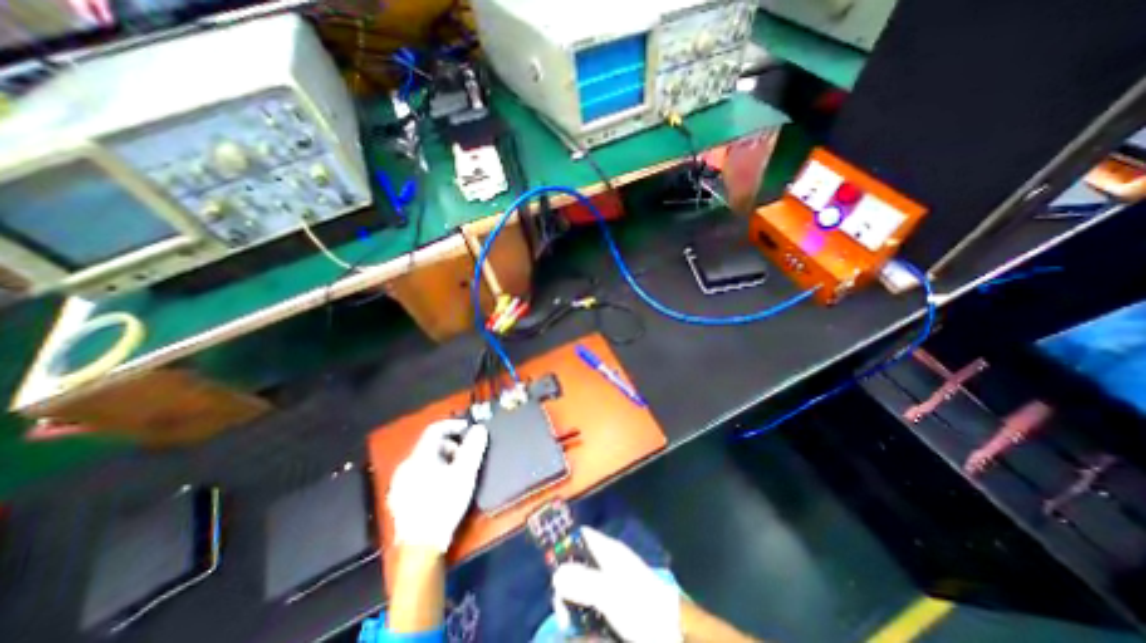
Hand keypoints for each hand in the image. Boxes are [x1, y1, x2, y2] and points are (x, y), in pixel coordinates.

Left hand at [389, 417, 485, 553]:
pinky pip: (417, 475)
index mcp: (419, 457)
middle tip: (465, 456)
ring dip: (442, 460)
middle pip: (430, 445)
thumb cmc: (445, 504)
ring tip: (456, 473)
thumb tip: (479, 428)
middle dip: (450, 446)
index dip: (453, 425)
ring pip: (423, 461)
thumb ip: (473, 448)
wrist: (421, 547)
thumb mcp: (465, 474)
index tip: (468, 429)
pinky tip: (440, 487)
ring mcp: (399, 484)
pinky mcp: (398, 499)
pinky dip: (431, 473)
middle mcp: (405, 466)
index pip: (435, 429)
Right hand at [553, 527, 679, 642]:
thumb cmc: (641, 604)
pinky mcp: (614, 607)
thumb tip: (556, 574)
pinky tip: (580, 632)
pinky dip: (582, 618)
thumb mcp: (610, 591)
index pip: (581, 536)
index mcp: (608, 551)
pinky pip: (590, 608)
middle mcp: (607, 564)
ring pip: (582, 589)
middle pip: (577, 565)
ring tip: (568, 624)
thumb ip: (583, 581)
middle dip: (565, 586)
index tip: (551, 568)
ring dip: (572, 606)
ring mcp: (611, 586)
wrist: (672, 633)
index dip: (564, 545)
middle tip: (562, 611)